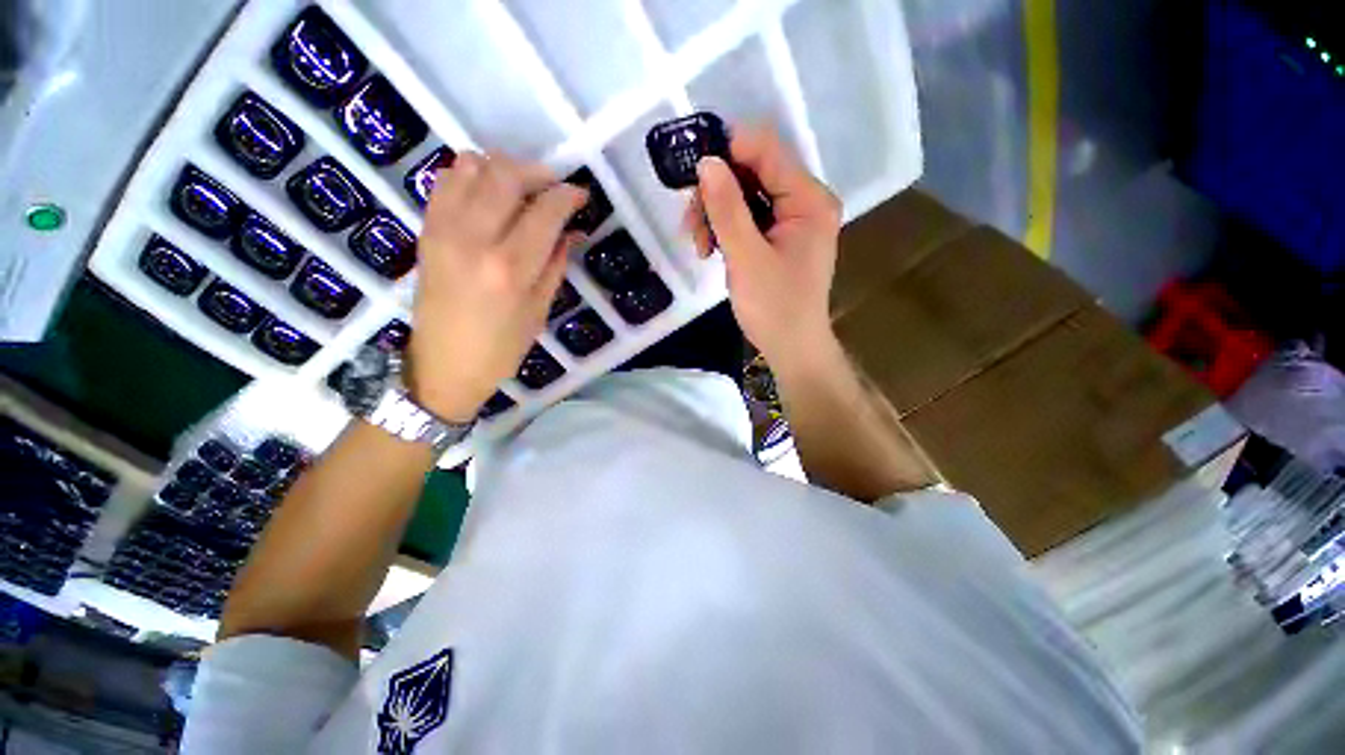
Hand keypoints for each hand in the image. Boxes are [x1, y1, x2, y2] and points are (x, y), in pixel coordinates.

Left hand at [409, 153, 586, 420]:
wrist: (443, 364)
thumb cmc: (501, 348)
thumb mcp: (539, 310)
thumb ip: (556, 263)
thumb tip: (572, 230)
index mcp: (510, 268)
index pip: (544, 210)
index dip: (567, 195)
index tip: (580, 195)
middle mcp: (474, 239)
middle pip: (507, 175)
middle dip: (537, 172)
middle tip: (553, 187)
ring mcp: (444, 230)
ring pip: (472, 167)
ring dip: (503, 169)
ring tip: (521, 190)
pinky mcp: (426, 229)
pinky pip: (446, 181)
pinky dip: (470, 175)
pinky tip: (487, 194)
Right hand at [687, 126, 842, 368]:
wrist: (791, 348)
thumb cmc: (774, 307)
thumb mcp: (746, 257)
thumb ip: (726, 208)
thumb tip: (706, 161)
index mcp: (809, 199)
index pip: (766, 150)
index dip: (726, 151)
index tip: (691, 174)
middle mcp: (805, 201)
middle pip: (753, 172)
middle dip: (716, 194)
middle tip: (691, 226)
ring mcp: (793, 220)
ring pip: (746, 196)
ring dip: (716, 215)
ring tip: (700, 247)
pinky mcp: (780, 238)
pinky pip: (749, 218)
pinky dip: (726, 229)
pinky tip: (712, 249)